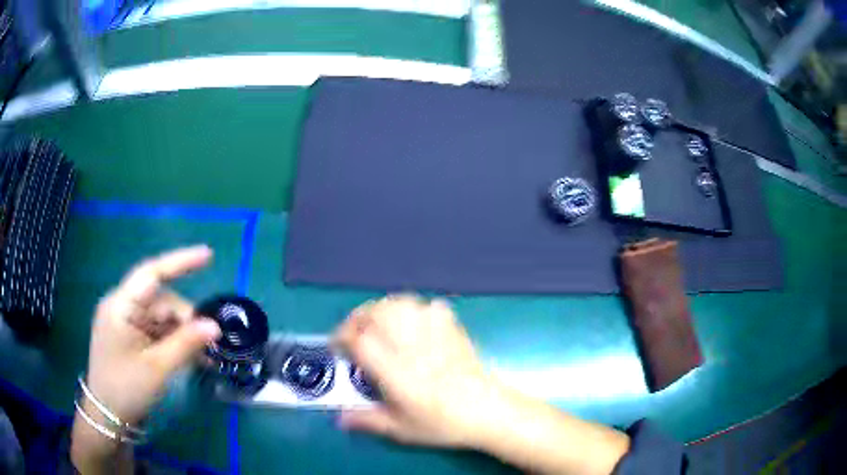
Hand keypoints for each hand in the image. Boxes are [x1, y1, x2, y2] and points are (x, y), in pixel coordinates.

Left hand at [83, 245, 220, 426]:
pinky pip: (157, 331)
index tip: (208, 255)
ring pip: (162, 318)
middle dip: (186, 319)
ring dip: (183, 334)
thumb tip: (215, 326)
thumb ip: (185, 344)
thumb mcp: (157, 368)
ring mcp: (126, 323)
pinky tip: (191, 357)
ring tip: (204, 357)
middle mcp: (123, 307)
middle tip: (210, 343)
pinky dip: (175, 342)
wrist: (108, 415)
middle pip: (161, 301)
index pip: (151, 273)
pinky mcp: (132, 337)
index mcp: (121, 306)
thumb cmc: (126, 388)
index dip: (180, 262)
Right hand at [332, 295, 502, 447]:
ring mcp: (435, 334)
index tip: (338, 346)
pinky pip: (429, 305)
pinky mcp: (452, 328)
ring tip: (378, 323)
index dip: (343, 337)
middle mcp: (412, 347)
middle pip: (378, 313)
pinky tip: (411, 322)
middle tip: (354, 332)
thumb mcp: (401, 429)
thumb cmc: (442, 423)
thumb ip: (367, 420)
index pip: (362, 341)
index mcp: (396, 372)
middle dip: (358, 317)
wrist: (487, 411)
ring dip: (382, 309)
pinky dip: (413, 307)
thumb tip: (339, 418)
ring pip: (402, 304)